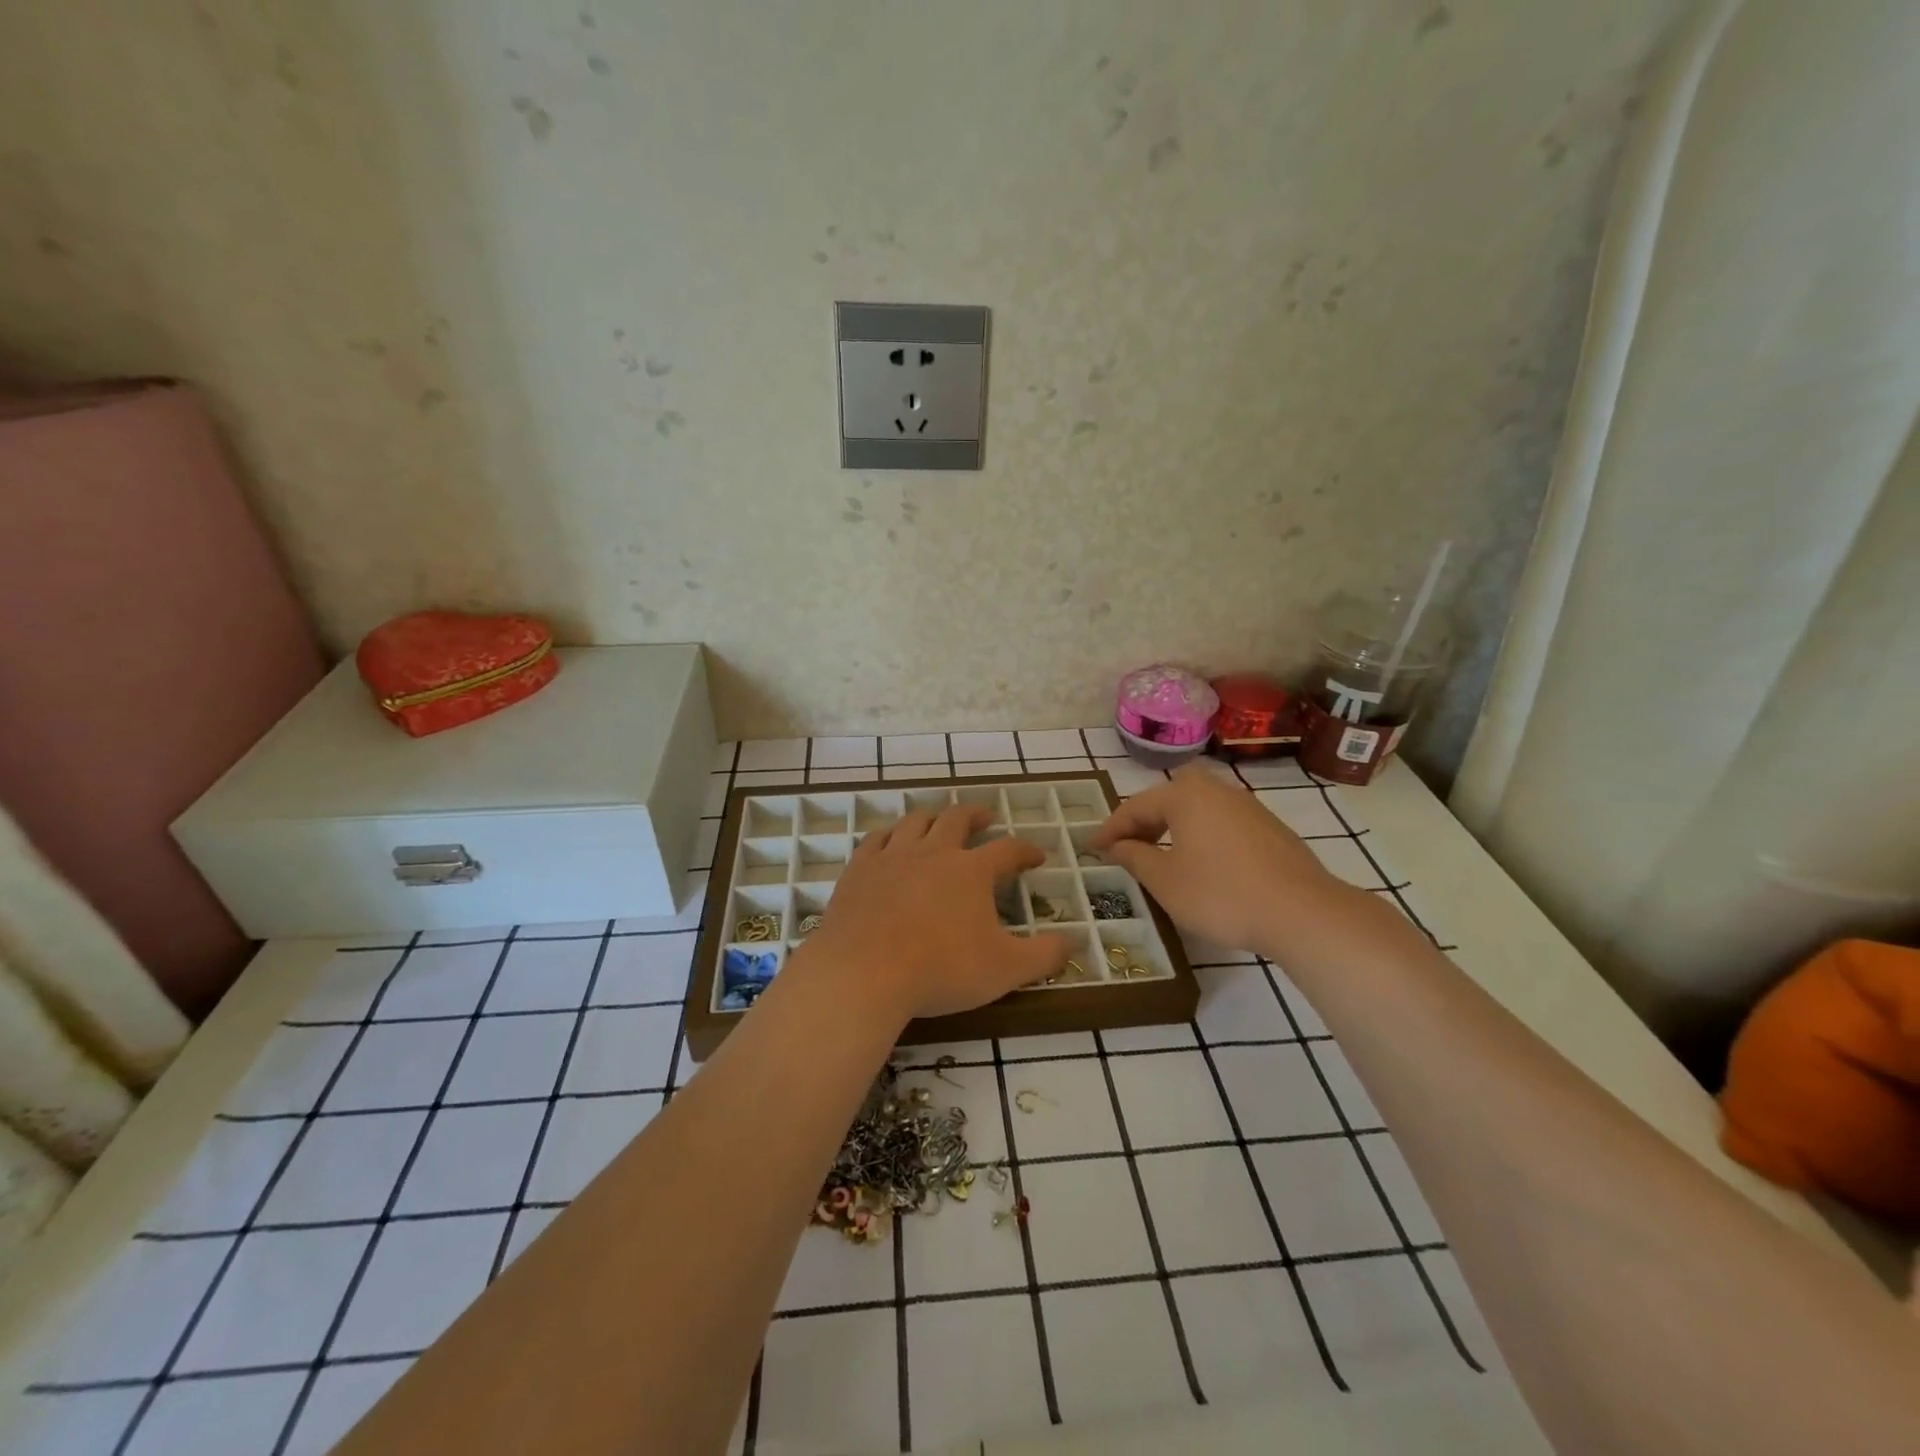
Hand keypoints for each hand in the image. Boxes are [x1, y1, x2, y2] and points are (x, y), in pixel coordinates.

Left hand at [799, 806, 1071, 1025]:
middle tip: (986, 817)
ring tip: (939, 820)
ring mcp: (892, 856)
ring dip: (933, 816)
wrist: (864, 973)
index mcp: (971, 871)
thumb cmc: (941, 970)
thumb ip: (1044, 955)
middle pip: (957, 820)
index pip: (1007, 850)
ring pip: (916, 821)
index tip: (1036, 855)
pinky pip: (876, 838)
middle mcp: (934, 852)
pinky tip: (890, 838)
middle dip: (976, 815)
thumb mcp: (1005, 970)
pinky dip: (889, 833)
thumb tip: (1073, 942)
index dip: (1025, 850)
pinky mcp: (859, 869)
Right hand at [1088, 765, 1350, 958]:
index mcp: (1186, 796)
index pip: (1136, 806)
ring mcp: (1248, 807)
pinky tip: (1202, 864)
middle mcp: (1217, 791)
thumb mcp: (1165, 880)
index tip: (1091, 847)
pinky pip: (1221, 823)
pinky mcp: (1270, 828)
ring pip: (1198, 810)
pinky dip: (1201, 836)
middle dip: (1144, 821)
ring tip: (1160, 856)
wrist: (1302, 912)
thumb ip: (1135, 857)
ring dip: (1173, 828)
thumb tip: (1117, 845)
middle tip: (1125, 847)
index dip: (1111, 829)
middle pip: (1169, 799)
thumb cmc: (1221, 894)